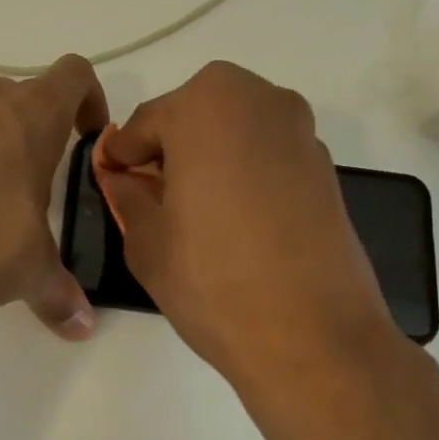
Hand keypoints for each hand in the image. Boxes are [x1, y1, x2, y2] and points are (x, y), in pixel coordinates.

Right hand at [94, 62, 437, 439]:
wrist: (314, 339)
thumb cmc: (213, 280)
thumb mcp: (146, 239)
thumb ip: (127, 194)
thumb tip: (122, 177)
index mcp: (207, 105)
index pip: (145, 123)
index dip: (123, 157)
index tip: (112, 183)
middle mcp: (260, 100)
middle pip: (194, 115)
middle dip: (169, 149)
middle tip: (153, 197)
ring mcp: (300, 132)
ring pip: (234, 131)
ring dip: (208, 158)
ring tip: (195, 212)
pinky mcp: (326, 168)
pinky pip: (266, 154)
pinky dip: (244, 173)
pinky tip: (236, 221)